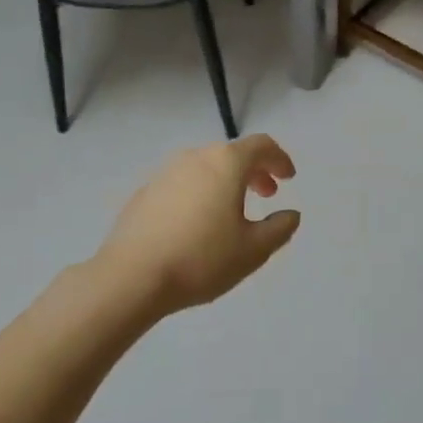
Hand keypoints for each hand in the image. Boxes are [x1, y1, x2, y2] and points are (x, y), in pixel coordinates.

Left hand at [95, 136, 300, 313]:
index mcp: (225, 163)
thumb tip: (290, 215)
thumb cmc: (202, 259)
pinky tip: (198, 224)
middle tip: (266, 194)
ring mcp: (164, 173)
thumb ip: (279, 228)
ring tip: (233, 211)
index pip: (260, 145)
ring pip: (205, 168)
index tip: (288, 178)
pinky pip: (183, 184)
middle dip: (254, 171)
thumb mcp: (254, 250)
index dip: (279, 158)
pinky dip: (200, 194)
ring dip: (226, 182)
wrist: (132, 277)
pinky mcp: (144, 193)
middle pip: (231, 154)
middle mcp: (194, 158)